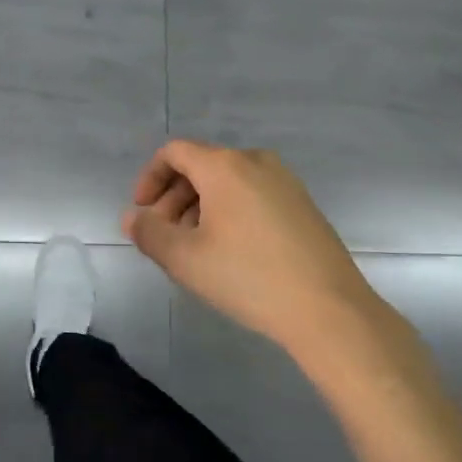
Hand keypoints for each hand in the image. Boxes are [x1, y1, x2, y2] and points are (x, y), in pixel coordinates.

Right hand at [122, 141, 376, 353]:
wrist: (329, 309)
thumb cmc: (248, 277)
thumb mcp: (185, 259)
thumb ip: (149, 233)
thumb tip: (132, 217)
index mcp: (225, 166)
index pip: (174, 152)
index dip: (149, 178)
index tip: (142, 213)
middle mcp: (256, 161)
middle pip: (201, 166)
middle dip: (173, 198)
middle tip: (164, 237)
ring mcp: (285, 181)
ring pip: (228, 183)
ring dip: (200, 207)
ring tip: (194, 249)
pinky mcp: (303, 205)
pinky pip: (252, 195)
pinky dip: (229, 212)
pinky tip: (230, 252)